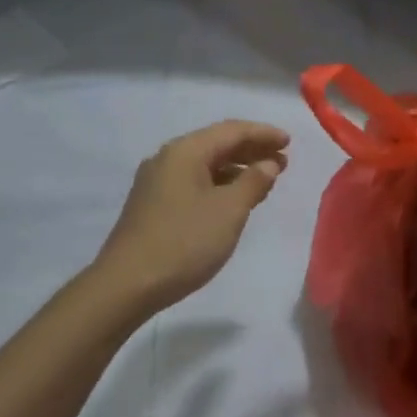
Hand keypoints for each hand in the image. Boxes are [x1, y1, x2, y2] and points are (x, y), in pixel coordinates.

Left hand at [90, 120, 289, 320]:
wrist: (126, 285)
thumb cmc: (184, 242)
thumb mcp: (229, 211)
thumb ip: (253, 182)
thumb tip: (269, 163)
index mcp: (185, 151)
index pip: (232, 131)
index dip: (263, 134)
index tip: (290, 142)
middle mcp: (168, 159)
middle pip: (217, 144)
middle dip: (252, 150)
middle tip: (284, 161)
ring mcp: (157, 182)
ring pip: (205, 164)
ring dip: (237, 168)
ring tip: (265, 180)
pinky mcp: (153, 204)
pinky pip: (194, 181)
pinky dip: (220, 184)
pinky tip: (235, 199)